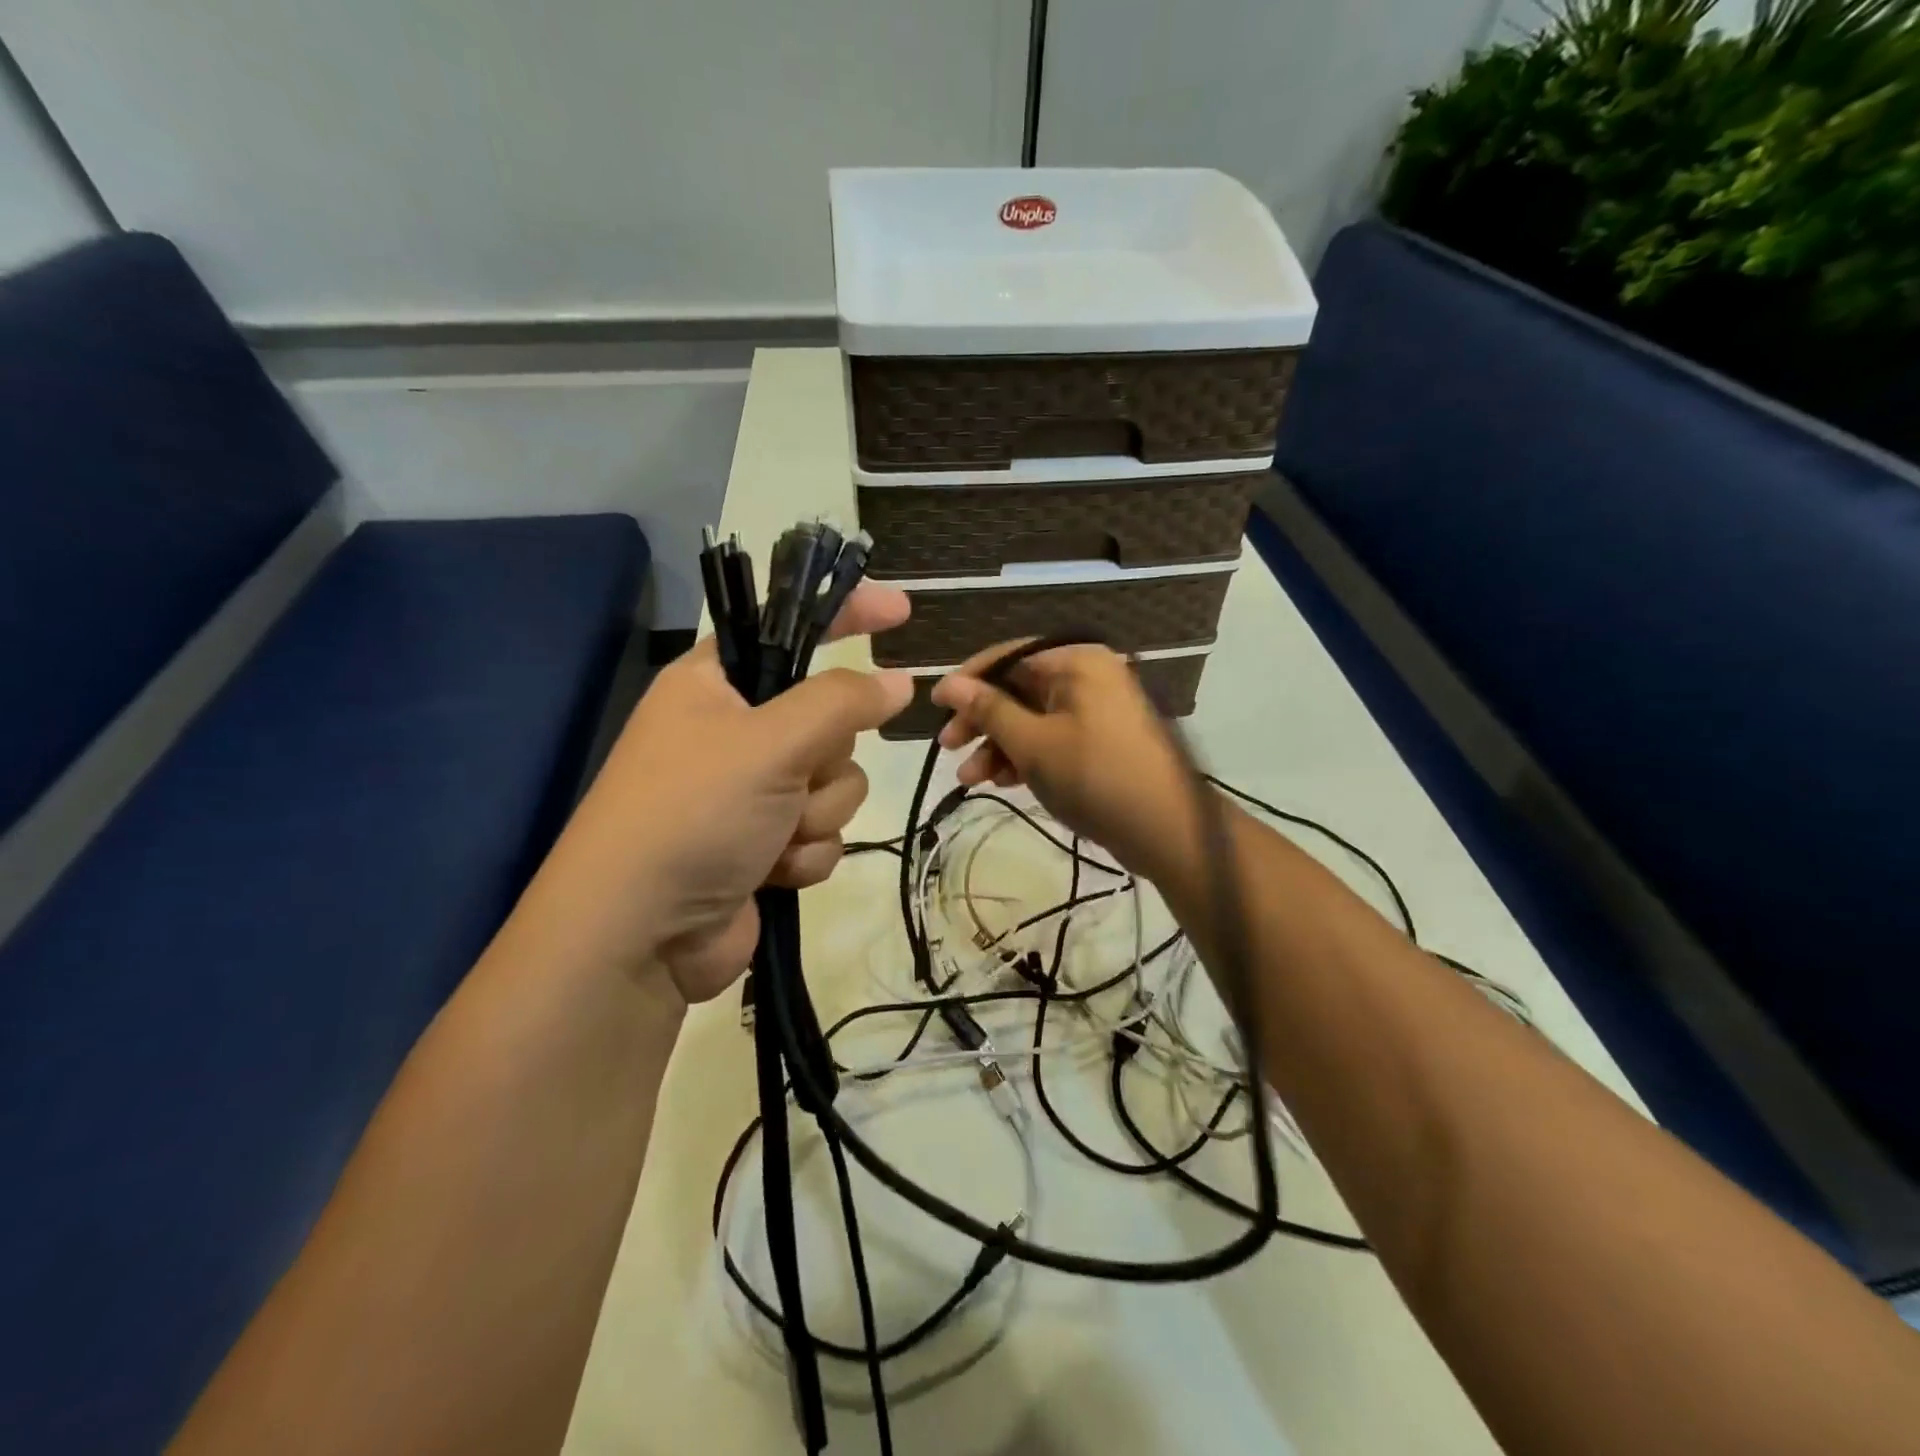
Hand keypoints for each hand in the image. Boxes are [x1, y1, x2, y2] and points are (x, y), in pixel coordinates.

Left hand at [531, 582, 911, 1002]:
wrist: (639, 937)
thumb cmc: (692, 814)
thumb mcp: (770, 743)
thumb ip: (842, 703)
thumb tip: (899, 683)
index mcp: (715, 685)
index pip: (790, 628)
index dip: (847, 615)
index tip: (902, 611)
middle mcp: (735, 733)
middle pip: (830, 721)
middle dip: (823, 763)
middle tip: (788, 781)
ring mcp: (751, 792)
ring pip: (836, 783)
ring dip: (815, 816)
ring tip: (771, 839)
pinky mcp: (766, 845)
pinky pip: (822, 832)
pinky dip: (805, 854)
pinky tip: (770, 874)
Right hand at [930, 641, 1193, 882]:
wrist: (1166, 830)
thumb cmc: (1094, 777)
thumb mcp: (1033, 744)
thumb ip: (989, 711)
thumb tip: (951, 684)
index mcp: (1076, 661)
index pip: (1009, 656)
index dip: (968, 680)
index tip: (935, 705)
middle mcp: (1087, 676)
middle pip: (1019, 689)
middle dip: (982, 721)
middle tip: (949, 748)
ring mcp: (1096, 710)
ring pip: (1032, 718)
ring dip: (999, 745)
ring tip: (970, 779)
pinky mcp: (1100, 741)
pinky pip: (1052, 738)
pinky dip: (1026, 756)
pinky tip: (1002, 782)